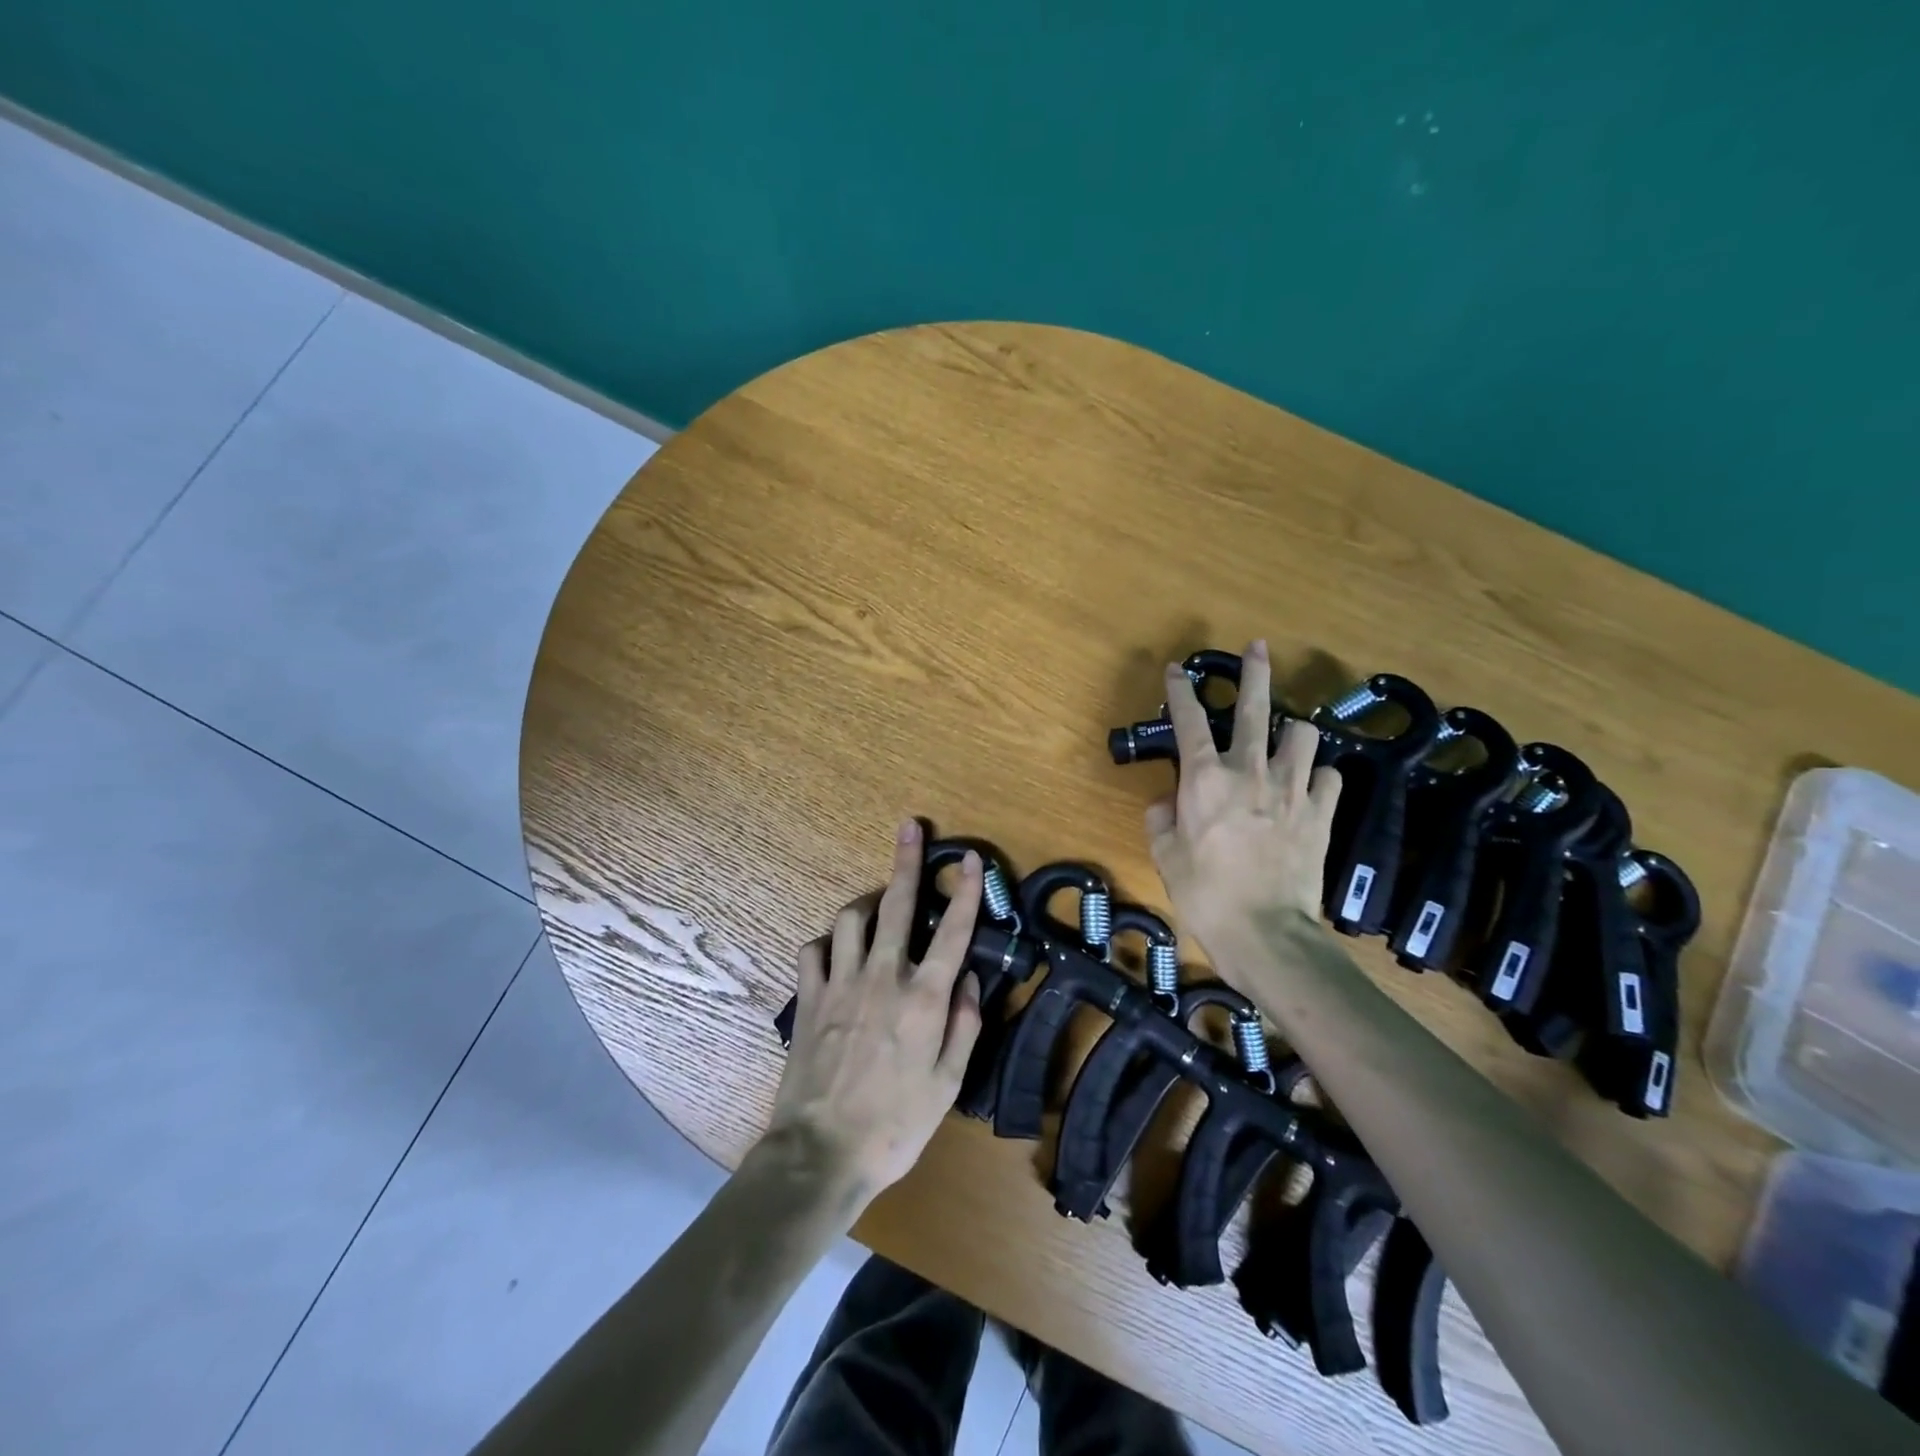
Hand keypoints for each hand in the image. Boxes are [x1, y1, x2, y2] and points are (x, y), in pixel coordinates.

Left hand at [765, 819, 983, 1204]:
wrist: (821, 1153)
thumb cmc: (895, 1125)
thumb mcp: (948, 1084)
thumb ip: (964, 1025)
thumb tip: (970, 978)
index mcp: (924, 999)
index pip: (954, 932)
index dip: (967, 891)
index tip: (970, 859)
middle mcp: (883, 978)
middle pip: (897, 905)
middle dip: (906, 861)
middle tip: (908, 827)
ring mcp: (841, 984)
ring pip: (850, 918)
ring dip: (865, 903)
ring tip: (876, 903)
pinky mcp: (810, 998)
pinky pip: (814, 950)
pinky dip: (827, 942)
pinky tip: (835, 950)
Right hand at [1145, 640, 1342, 954]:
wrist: (1267, 933)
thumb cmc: (1205, 895)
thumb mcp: (1165, 858)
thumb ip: (1161, 821)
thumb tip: (1165, 803)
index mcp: (1204, 779)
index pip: (1189, 720)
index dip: (1180, 690)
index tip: (1177, 670)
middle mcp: (1250, 771)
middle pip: (1256, 707)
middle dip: (1255, 672)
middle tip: (1257, 648)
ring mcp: (1292, 788)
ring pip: (1303, 733)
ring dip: (1294, 730)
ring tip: (1288, 736)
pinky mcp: (1322, 811)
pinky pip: (1328, 776)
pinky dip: (1318, 776)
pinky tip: (1310, 785)